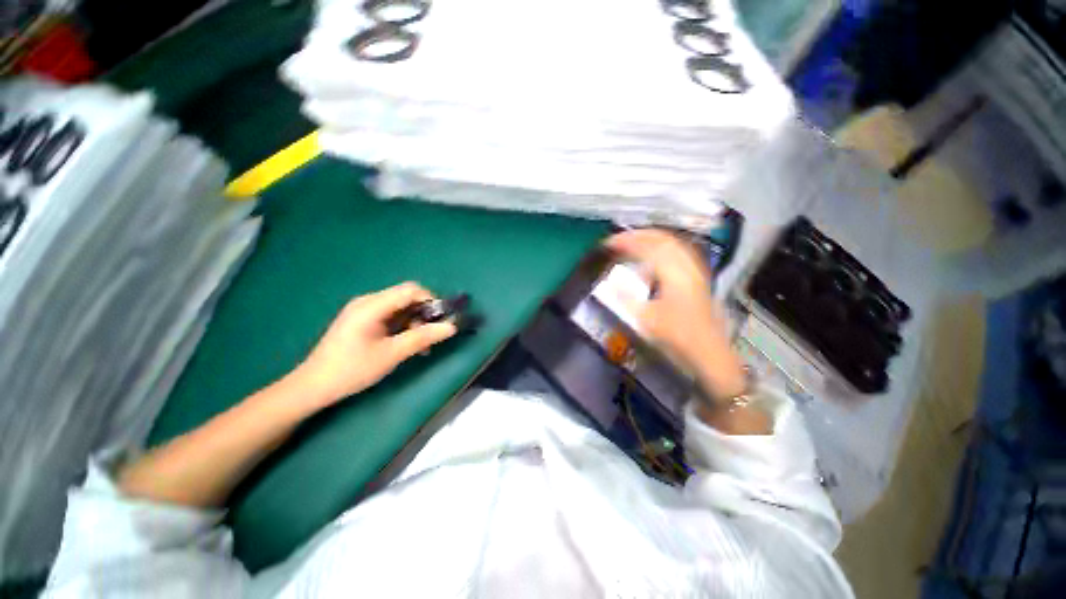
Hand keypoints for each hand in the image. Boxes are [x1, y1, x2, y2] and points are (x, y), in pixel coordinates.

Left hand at [293, 282, 456, 407]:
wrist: (314, 386)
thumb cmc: (353, 369)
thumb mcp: (392, 354)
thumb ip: (423, 337)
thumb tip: (452, 327)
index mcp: (372, 305)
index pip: (411, 290)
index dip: (431, 300)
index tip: (442, 320)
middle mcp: (368, 301)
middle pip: (406, 296)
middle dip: (424, 313)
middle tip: (431, 335)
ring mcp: (364, 310)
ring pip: (400, 306)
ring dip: (415, 322)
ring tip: (420, 345)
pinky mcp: (362, 319)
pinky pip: (391, 315)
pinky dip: (404, 326)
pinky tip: (406, 343)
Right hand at [605, 229, 746, 399]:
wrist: (709, 355)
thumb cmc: (677, 337)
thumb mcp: (646, 319)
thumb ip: (626, 297)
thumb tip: (609, 281)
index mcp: (674, 274)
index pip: (648, 246)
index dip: (627, 241)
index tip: (608, 243)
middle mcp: (687, 267)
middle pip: (663, 239)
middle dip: (639, 235)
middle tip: (619, 239)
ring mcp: (695, 272)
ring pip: (674, 244)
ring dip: (652, 239)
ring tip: (634, 242)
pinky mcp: (698, 280)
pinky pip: (680, 254)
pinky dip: (664, 249)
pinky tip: (656, 257)